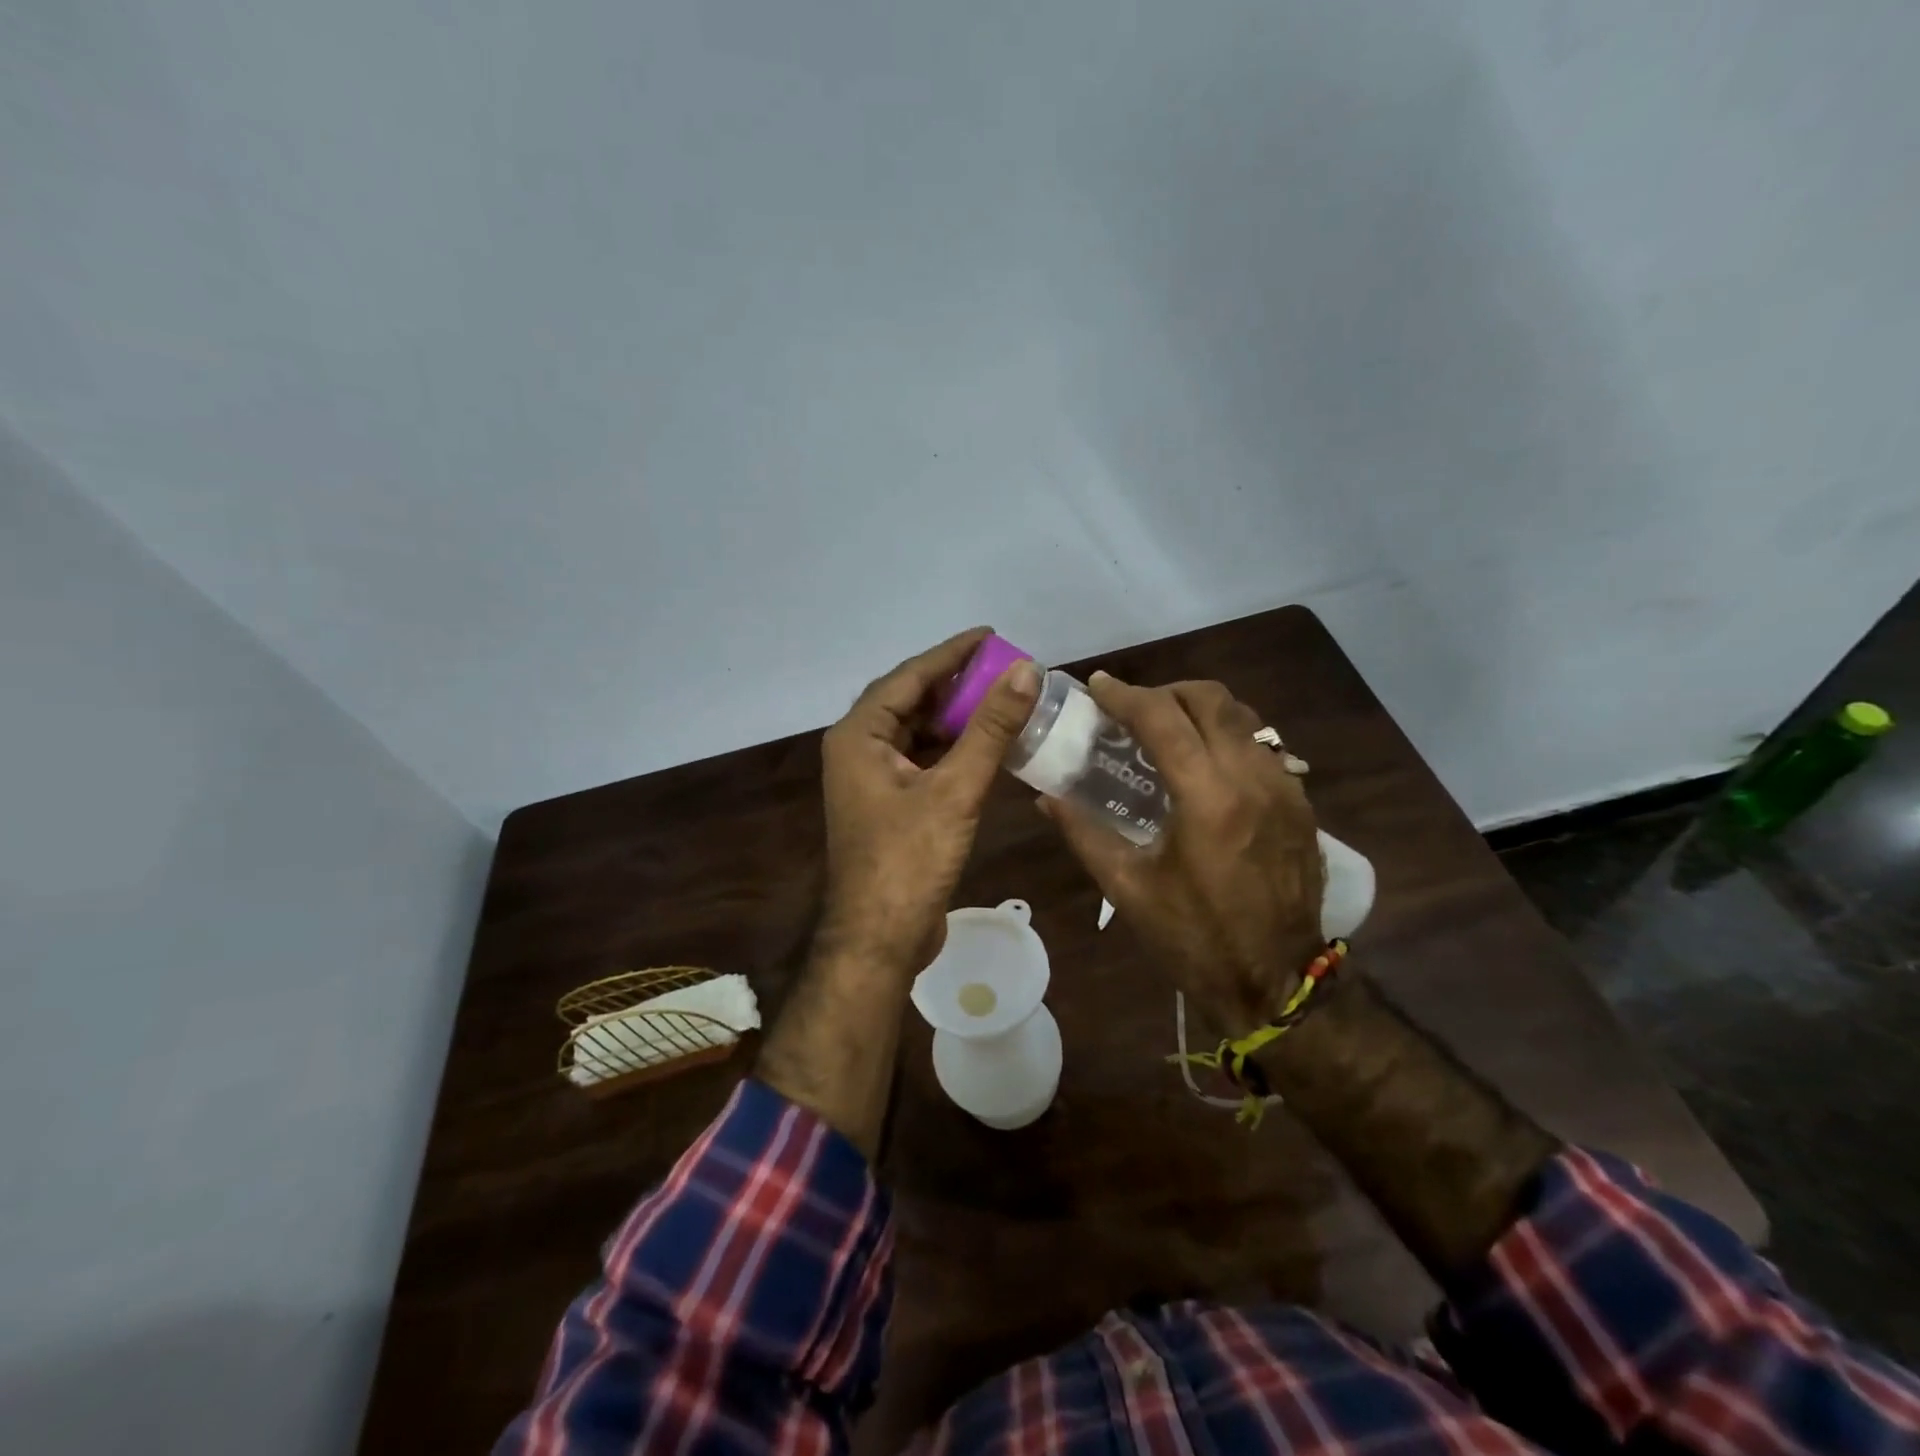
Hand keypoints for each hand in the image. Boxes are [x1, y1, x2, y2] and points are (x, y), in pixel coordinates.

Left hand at [817, 627, 1040, 973]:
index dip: (951, 654)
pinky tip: (987, 747)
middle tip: (1003, 668)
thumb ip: (990, 728)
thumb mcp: (955, 789)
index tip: (990, 635)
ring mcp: (872, 780)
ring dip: (956, 718)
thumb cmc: (909, 860)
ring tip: (1002, 700)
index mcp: (859, 736)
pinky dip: (953, 750)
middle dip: (955, 684)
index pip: (908, 677)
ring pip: (917, 732)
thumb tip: (1025, 670)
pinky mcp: (889, 805)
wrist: (880, 940)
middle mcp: (858, 750)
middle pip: (910, 701)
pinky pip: (922, 761)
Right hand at [1040, 673, 1324, 1030]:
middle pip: (1210, 699)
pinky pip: (1261, 743)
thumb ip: (1084, 833)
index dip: (1124, 695)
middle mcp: (1252, 778)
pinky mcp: (1300, 802)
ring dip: (1198, 709)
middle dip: (1164, 691)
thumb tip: (1047, 797)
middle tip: (1131, 710)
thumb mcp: (1128, 888)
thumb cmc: (1194, 938)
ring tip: (1165, 730)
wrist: (1278, 981)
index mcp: (1208, 799)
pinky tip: (1203, 764)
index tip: (1097, 687)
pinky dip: (1225, 735)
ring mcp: (1285, 787)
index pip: (1163, 718)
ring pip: (1241, 715)